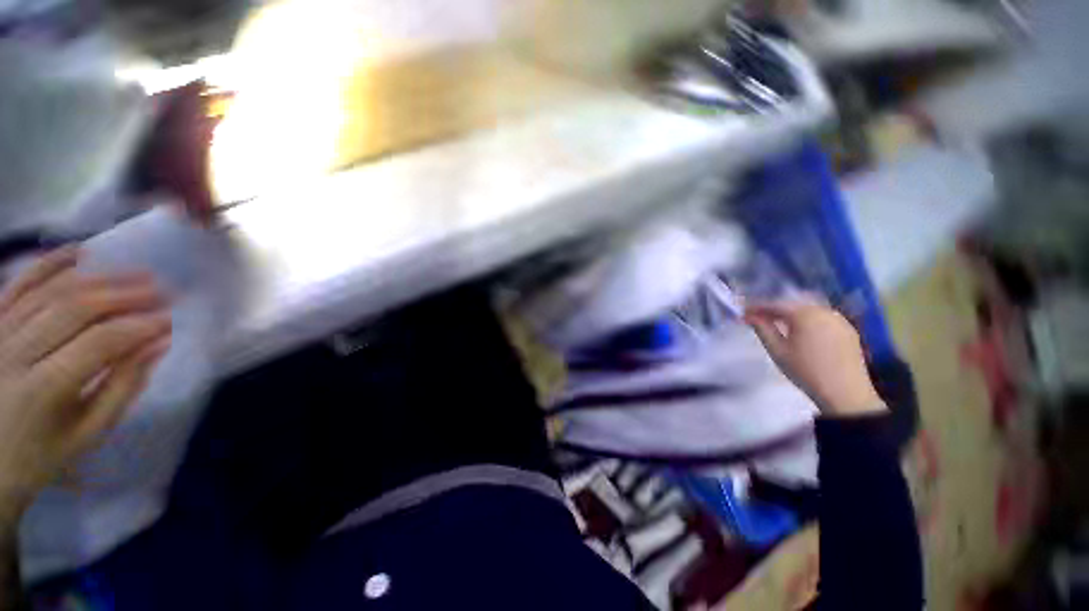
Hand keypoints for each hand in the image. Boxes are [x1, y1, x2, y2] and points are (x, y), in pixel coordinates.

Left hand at [0, 249, 170, 511]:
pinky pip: (20, 284)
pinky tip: (78, 252)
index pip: (99, 343)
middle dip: (123, 295)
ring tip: (136, 273)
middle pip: (74, 309)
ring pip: (51, 292)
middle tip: (162, 289)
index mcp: (44, 389)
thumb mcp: (89, 432)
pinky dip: (49, 264)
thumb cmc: (43, 453)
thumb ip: (123, 386)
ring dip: (98, 279)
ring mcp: (0, 333)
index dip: (138, 327)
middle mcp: (17, 353)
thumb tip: (159, 345)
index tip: (170, 320)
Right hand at [745, 302, 885, 416]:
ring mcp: (839, 319)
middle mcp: (823, 311)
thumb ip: (762, 329)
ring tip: (776, 324)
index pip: (775, 305)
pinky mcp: (848, 330)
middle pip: (793, 305)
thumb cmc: (806, 371)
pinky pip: (822, 318)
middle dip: (773, 310)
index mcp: (805, 314)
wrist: (846, 394)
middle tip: (757, 318)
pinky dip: (807, 321)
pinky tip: (800, 331)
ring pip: (808, 310)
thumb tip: (750, 316)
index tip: (743, 313)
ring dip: (790, 315)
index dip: (756, 307)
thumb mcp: (777, 350)